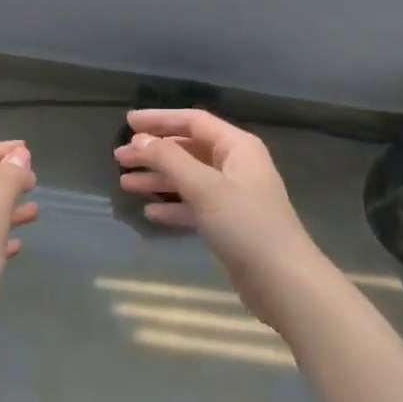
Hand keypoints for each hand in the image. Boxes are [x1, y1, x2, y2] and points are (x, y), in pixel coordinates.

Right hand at [115, 109, 327, 325]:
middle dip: (154, 152)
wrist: (283, 282)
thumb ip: (170, 159)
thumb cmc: (246, 225)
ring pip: (189, 178)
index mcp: (237, 147)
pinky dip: (174, 205)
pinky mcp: (230, 224)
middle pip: (188, 149)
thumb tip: (140, 140)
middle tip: (119, 159)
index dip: (160, 119)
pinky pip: (195, 205)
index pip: (193, 121)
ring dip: (158, 179)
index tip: (128, 124)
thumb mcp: (204, 187)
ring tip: (125, 184)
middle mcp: (236, 165)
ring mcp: (234, 195)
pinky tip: (151, 212)